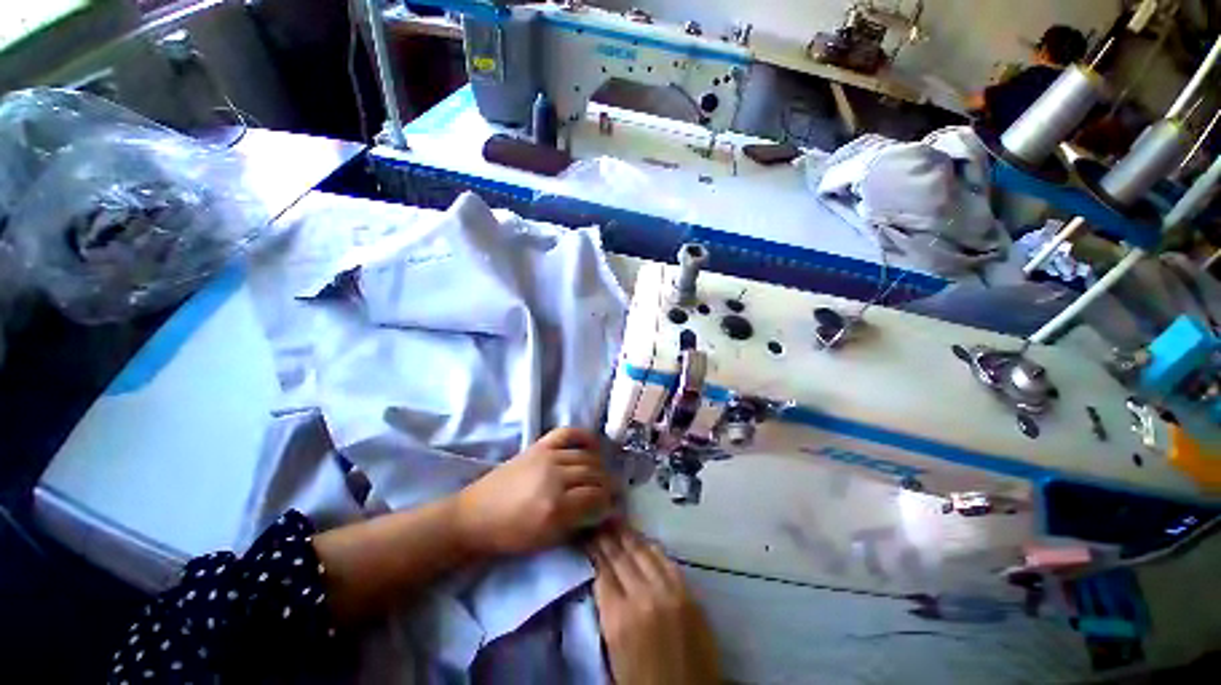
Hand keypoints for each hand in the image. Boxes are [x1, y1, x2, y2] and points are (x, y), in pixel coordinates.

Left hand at [455, 427, 613, 556]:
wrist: (476, 515)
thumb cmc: (511, 535)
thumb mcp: (547, 540)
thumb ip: (579, 524)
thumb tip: (606, 512)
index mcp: (555, 508)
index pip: (597, 499)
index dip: (609, 504)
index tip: (613, 508)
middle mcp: (554, 477)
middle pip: (595, 475)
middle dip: (609, 485)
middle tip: (613, 493)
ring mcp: (547, 457)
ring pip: (587, 457)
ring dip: (600, 467)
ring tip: (603, 476)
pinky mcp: (539, 445)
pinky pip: (568, 433)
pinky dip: (584, 436)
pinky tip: (594, 445)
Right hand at [587, 525, 719, 684]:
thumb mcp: (613, 653)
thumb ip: (606, 613)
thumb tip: (600, 580)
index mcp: (618, 619)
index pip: (602, 571)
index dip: (593, 549)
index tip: (586, 533)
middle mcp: (643, 597)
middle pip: (621, 556)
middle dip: (607, 536)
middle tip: (599, 520)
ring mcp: (669, 592)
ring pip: (643, 552)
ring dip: (628, 536)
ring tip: (617, 522)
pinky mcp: (689, 593)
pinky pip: (666, 561)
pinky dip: (652, 547)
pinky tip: (644, 540)